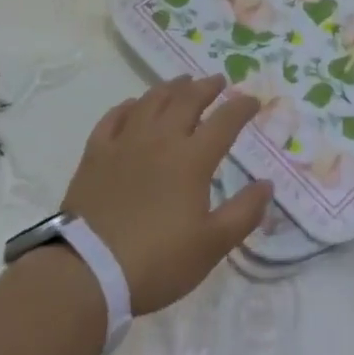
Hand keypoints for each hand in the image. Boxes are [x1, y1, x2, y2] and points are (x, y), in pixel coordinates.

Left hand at [61, 75, 272, 314]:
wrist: (86, 273)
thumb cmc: (156, 261)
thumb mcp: (211, 246)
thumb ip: (244, 213)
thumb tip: (267, 185)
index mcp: (192, 159)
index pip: (224, 121)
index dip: (242, 107)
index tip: (253, 100)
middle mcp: (161, 140)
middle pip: (187, 100)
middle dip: (207, 86)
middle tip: (218, 80)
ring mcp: (125, 143)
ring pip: (151, 101)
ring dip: (171, 87)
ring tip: (181, 82)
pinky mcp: (96, 154)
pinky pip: (114, 117)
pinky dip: (129, 106)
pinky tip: (134, 106)